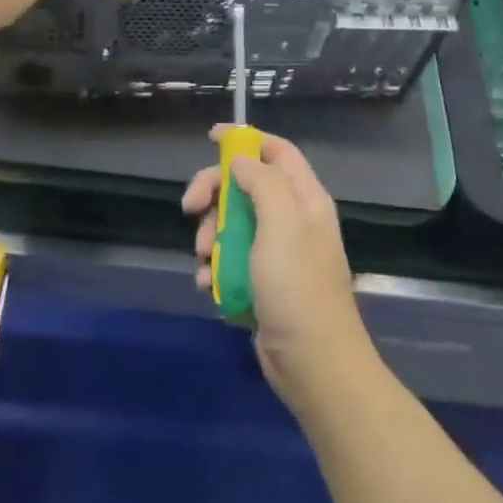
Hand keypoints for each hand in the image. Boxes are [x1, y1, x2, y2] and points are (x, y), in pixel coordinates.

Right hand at [182, 129, 374, 414]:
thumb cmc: (297, 287)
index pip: (276, 151)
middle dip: (214, 194)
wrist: (313, 364)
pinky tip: (208, 284)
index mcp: (304, 198)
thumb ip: (262, 182)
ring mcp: (276, 252)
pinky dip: (215, 267)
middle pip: (244, 185)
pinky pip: (230, 260)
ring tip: (205, 259)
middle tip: (190, 207)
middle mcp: (291, 219)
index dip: (245, 140)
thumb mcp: (282, 224)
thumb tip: (241, 160)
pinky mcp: (261, 282)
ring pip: (231, 223)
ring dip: (210, 236)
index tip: (211, 138)